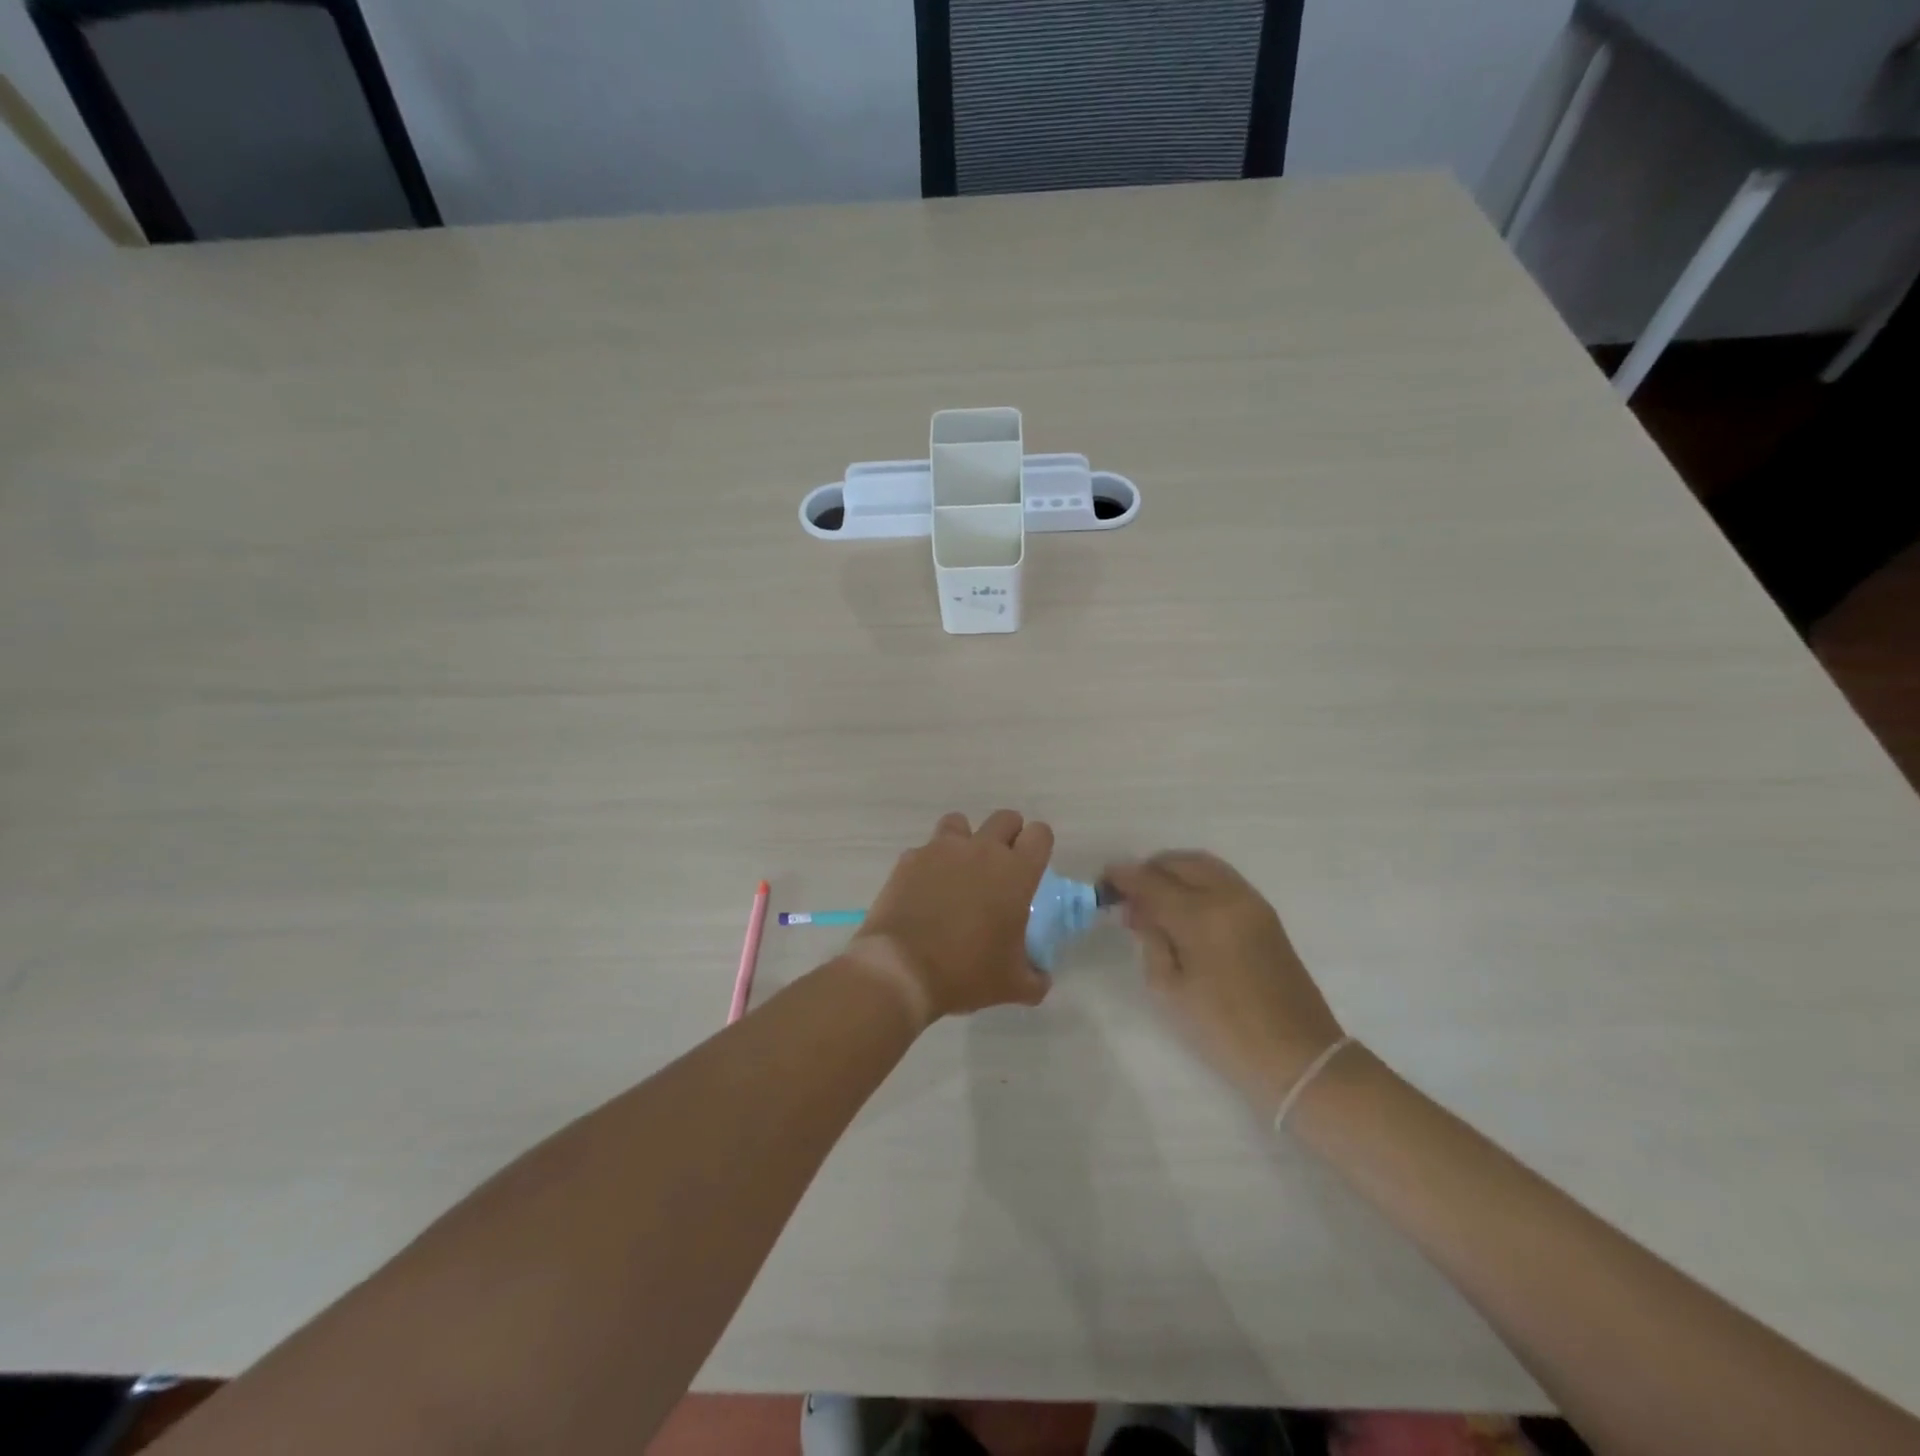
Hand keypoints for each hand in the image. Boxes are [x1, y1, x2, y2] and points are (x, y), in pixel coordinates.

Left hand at [849, 810, 1054, 1024]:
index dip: (1039, 845)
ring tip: (960, 869)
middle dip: (1008, 835)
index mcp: (1015, 873)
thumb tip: (1040, 978)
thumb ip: (1035, 978)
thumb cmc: (966, 972)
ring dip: (966, 839)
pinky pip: (926, 849)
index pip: (1040, 834)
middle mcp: (982, 850)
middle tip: (1001, 867)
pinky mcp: (910, 859)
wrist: (902, 969)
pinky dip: (930, 862)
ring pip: (960, 823)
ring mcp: (942, 849)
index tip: (1032, 866)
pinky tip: (925, 889)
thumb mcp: (1013, 986)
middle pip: (1005, 818)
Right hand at [1102, 852, 1343, 1119]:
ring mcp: (1251, 901)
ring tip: (1153, 896)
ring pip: (1203, 864)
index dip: (1124, 878)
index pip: (1152, 882)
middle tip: (1128, 892)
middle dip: (1148, 870)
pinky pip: (1221, 878)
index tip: (1103, 881)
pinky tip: (1182, 904)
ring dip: (1173, 871)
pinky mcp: (1264, 912)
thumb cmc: (1225, 1029)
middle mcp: (1228, 897)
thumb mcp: (1171, 989)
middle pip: (1178, 863)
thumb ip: (1151, 940)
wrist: (1298, 1055)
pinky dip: (1196, 879)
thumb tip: (1138, 911)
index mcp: (1202, 917)